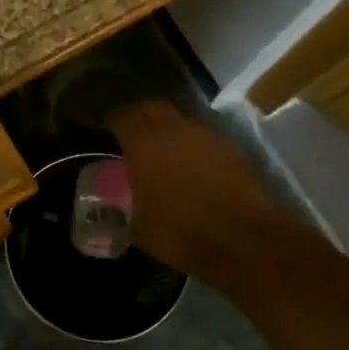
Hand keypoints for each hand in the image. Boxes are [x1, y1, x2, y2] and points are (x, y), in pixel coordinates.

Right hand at [105, 101, 285, 282]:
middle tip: (129, 138)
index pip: (121, 116)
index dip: (110, 123)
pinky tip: (188, 169)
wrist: (246, 241)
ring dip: (167, 131)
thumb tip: (110, 208)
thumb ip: (120, 209)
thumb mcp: (137, 227)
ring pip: (180, 121)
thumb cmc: (182, 232)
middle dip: (138, 118)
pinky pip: (201, 138)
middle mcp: (175, 129)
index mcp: (144, 141)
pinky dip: (190, 146)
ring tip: (160, 154)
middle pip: (152, 108)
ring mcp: (207, 136)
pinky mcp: (231, 150)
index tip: (102, 135)